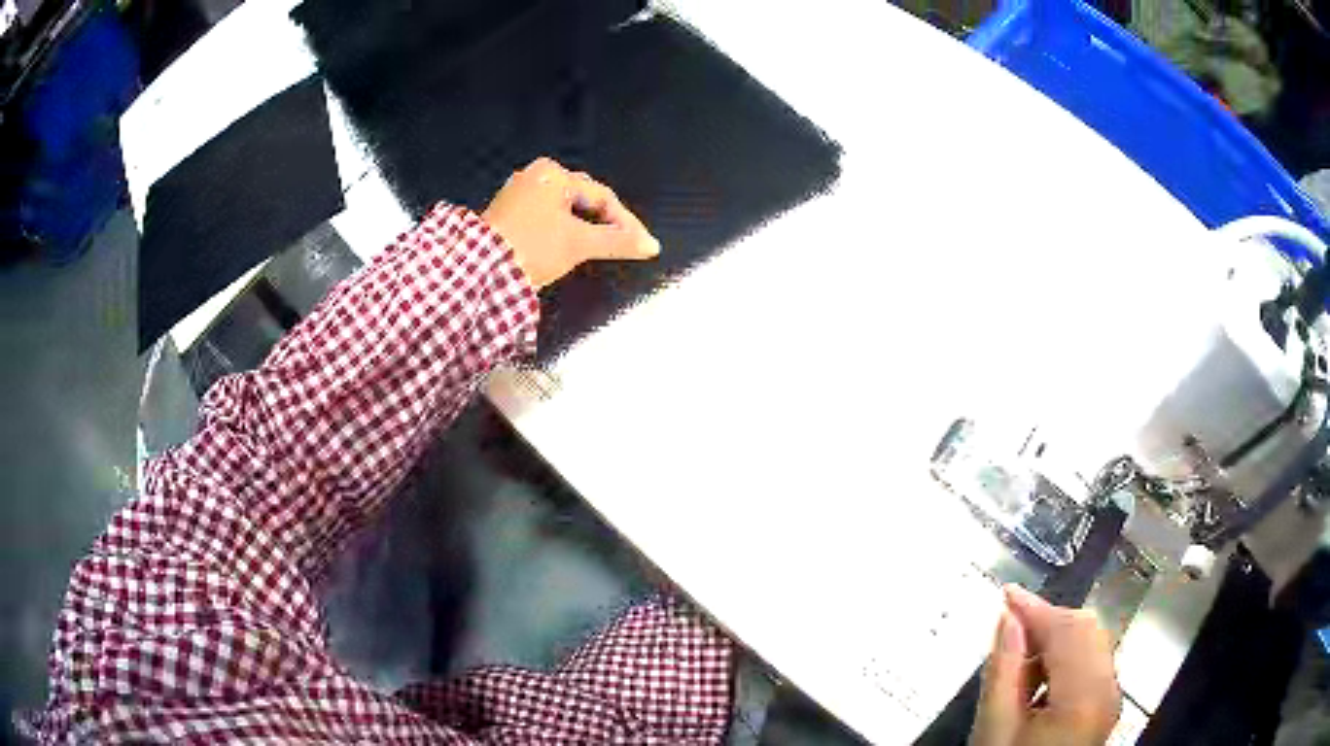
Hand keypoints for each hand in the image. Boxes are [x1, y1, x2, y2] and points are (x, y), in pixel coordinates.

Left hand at [481, 157, 660, 289]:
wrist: (480, 271)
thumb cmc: (530, 247)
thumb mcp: (579, 244)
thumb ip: (618, 241)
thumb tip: (650, 245)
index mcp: (552, 174)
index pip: (602, 197)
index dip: (625, 222)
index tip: (641, 244)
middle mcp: (534, 176)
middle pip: (583, 200)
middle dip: (604, 223)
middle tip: (622, 245)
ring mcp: (517, 194)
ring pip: (563, 210)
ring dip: (582, 228)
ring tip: (597, 248)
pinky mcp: (506, 214)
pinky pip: (544, 218)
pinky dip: (560, 231)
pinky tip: (564, 248)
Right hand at [971, 585, 1120, 745]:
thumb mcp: (995, 728)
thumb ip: (1003, 670)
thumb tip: (1007, 618)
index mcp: (1083, 697)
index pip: (1067, 631)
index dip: (1035, 608)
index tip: (1006, 593)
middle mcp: (1108, 689)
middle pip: (1086, 629)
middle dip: (1047, 621)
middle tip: (1009, 627)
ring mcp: (1112, 696)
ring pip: (1092, 641)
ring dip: (1056, 638)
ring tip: (1020, 660)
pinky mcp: (1108, 703)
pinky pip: (1093, 660)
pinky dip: (1067, 656)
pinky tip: (1039, 677)